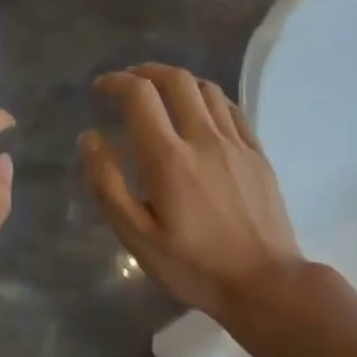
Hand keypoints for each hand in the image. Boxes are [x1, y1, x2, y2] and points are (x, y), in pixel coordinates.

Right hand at [81, 64, 304, 323]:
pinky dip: (208, 100)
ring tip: (160, 94)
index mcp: (169, 158)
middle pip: (176, 80)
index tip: (101, 88)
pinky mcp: (258, 155)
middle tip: (128, 83)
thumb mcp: (137, 236)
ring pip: (207, 89)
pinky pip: (232, 110)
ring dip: (178, 82)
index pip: (139, 95)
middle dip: (146, 72)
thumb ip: (108, 184)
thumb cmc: (194, 267)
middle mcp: (204, 138)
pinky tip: (199, 114)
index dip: (116, 82)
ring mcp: (236, 144)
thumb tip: (90, 138)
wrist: (266, 285)